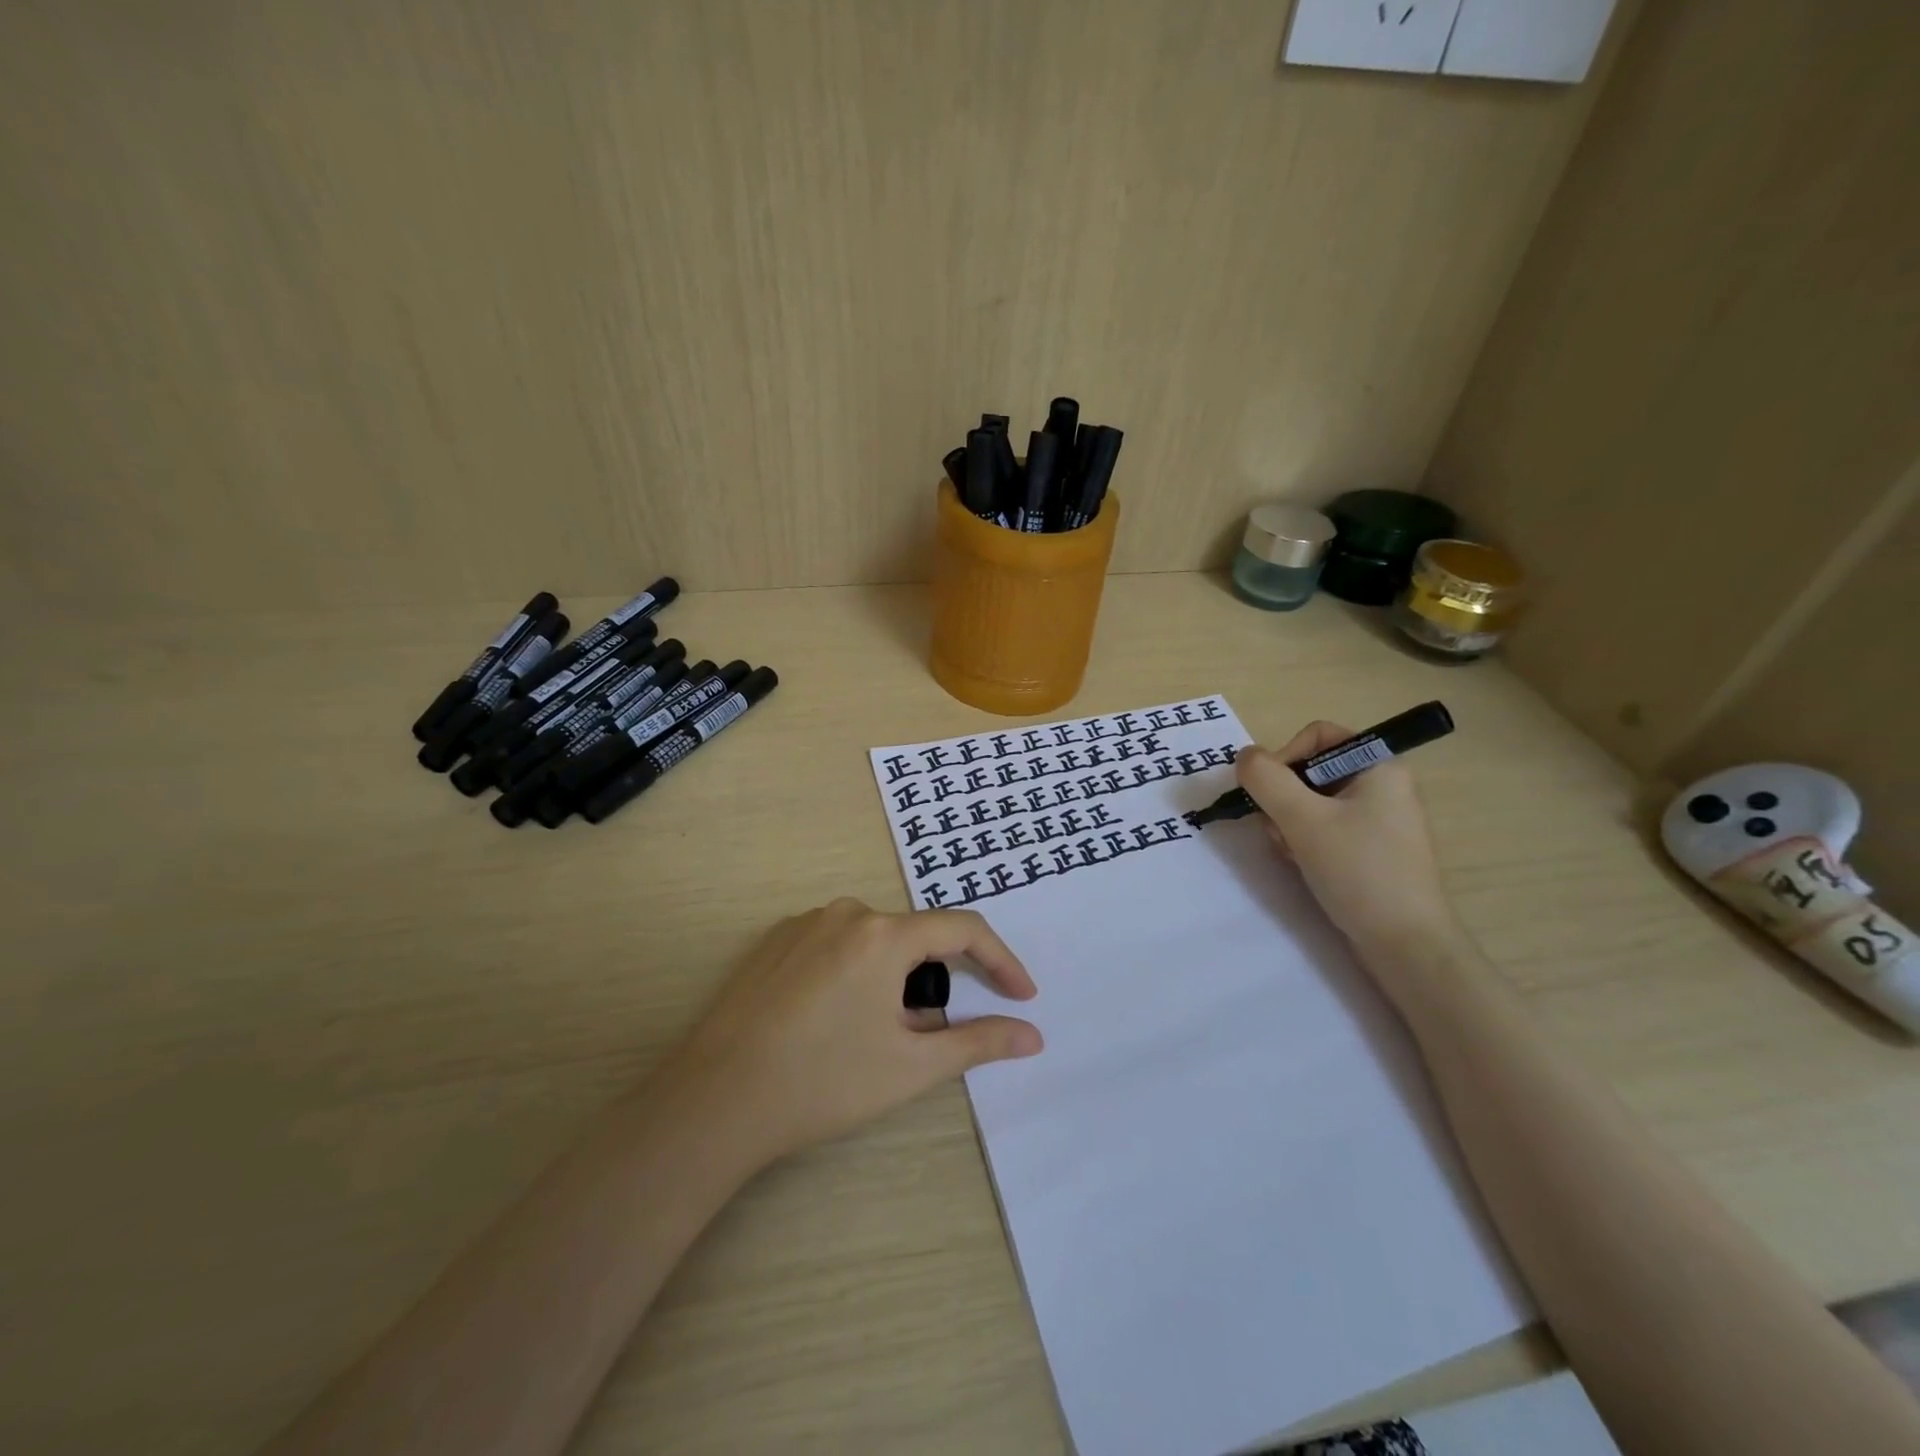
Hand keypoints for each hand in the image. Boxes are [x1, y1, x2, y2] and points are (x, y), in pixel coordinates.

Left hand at [658, 899, 1040, 1167]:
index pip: (964, 930)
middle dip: (934, 982)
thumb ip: (978, 1042)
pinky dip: (855, 974)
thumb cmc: (824, 1082)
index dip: (1001, 961)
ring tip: (874, 1035)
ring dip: (893, 980)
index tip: (1022, 996)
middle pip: (915, 937)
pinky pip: (836, 945)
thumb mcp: (911, 1065)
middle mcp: (847, 912)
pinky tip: (832, 1021)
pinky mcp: (775, 940)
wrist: (715, 1099)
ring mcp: (805, 922)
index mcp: (884, 934)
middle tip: (925, 1035)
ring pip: (874, 942)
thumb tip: (1033, 1036)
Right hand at [1236, 721, 1458, 954]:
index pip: (1318, 736)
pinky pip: (1325, 830)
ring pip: (1312, 803)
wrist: (1406, 945)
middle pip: (1310, 771)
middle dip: (1283, 799)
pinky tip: (1303, 866)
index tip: (1268, 793)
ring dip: (1289, 824)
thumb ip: (1266, 780)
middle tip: (1278, 830)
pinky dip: (1305, 842)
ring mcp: (1378, 821)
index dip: (1285, 756)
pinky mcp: (1371, 851)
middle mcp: (1382, 786)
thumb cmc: (1359, 870)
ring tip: (1292, 854)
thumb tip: (1244, 757)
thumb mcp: (1302, 819)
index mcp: (1379, 766)